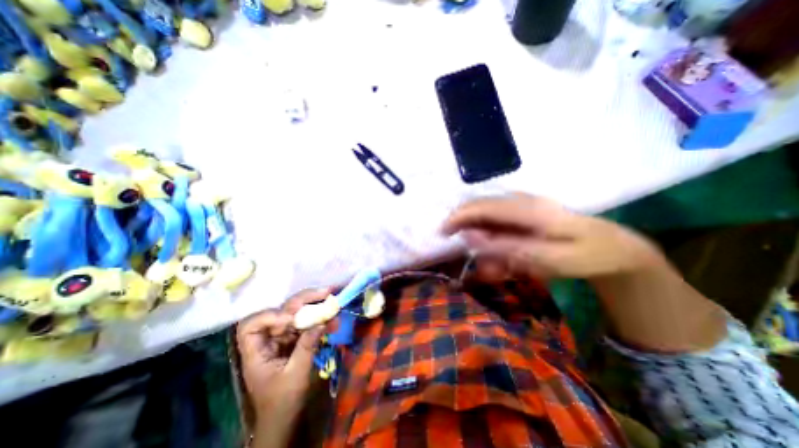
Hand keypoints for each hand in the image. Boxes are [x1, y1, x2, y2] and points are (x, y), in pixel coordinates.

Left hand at [234, 287, 328, 444]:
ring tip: (331, 298)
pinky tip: (333, 318)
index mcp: (257, 352)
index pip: (251, 326)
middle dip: (303, 301)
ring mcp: (283, 338)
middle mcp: (268, 340)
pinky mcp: (296, 339)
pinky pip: (307, 324)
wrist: (287, 419)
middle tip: (325, 292)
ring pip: (297, 314)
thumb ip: (307, 346)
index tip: (291, 318)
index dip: (269, 316)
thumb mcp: (296, 375)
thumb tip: (321, 320)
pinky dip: (320, 319)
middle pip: (280, 312)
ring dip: (314, 305)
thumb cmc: (284, 403)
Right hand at [439, 193, 659, 278]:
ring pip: (489, 221)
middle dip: (466, 230)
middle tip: (464, 254)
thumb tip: (470, 237)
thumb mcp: (547, 259)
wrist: (615, 250)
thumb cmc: (586, 255)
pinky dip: (496, 247)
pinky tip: (505, 265)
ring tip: (495, 270)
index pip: (482, 207)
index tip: (442, 233)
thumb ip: (506, 248)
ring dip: (484, 245)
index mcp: (528, 210)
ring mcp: (523, 209)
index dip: (458, 217)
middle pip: (481, 209)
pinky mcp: (524, 217)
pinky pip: (500, 227)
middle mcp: (522, 203)